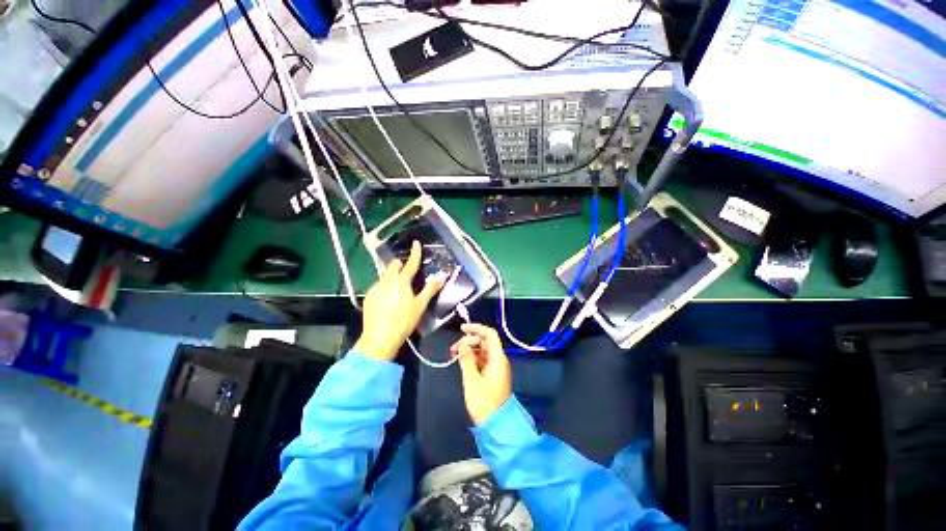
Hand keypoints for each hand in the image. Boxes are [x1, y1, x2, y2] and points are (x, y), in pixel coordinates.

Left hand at [354, 241, 444, 361]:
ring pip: (385, 276)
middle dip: (400, 264)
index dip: (415, 252)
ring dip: (393, 276)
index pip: (410, 263)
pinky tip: (388, 298)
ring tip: (399, 287)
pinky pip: (379, 285)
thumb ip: (431, 288)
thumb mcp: (420, 305)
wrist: (380, 338)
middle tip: (408, 270)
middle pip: (393, 266)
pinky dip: (385, 286)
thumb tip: (443, 275)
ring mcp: (375, 288)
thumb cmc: (404, 320)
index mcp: (401, 281)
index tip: (416, 242)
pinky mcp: (368, 297)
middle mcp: (387, 281)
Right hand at [452, 323, 511, 424]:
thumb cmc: (484, 403)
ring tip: (454, 354)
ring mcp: (495, 367)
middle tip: (453, 349)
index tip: (461, 329)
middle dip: (469, 341)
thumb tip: (462, 344)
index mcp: (498, 358)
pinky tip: (461, 361)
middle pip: (484, 342)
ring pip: (482, 350)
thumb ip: (466, 360)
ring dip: (469, 349)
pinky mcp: (492, 375)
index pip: (489, 334)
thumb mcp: (472, 380)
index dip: (476, 328)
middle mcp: (498, 359)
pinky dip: (472, 358)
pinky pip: (481, 360)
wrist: (496, 425)